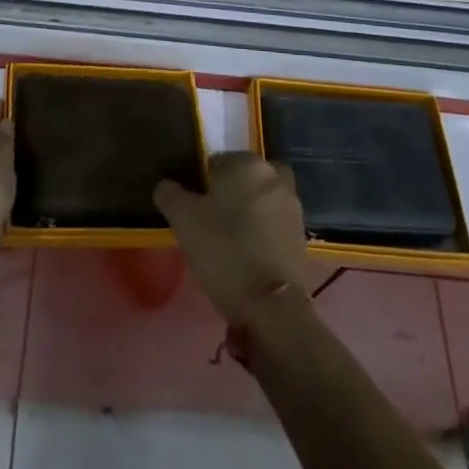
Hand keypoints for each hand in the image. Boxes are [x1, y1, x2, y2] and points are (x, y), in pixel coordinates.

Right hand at [155, 152, 309, 323]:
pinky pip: (274, 225)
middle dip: (230, 194)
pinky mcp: (302, 237)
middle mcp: (275, 176)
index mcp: (248, 163)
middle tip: (211, 221)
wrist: (271, 307)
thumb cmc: (224, 250)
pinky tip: (247, 256)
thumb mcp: (183, 220)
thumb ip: (170, 194)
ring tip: (228, 241)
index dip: (202, 183)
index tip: (193, 207)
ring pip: (261, 201)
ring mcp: (293, 207)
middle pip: (244, 179)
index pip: (218, 161)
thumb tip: (166, 186)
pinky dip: (262, 234)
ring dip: (248, 213)